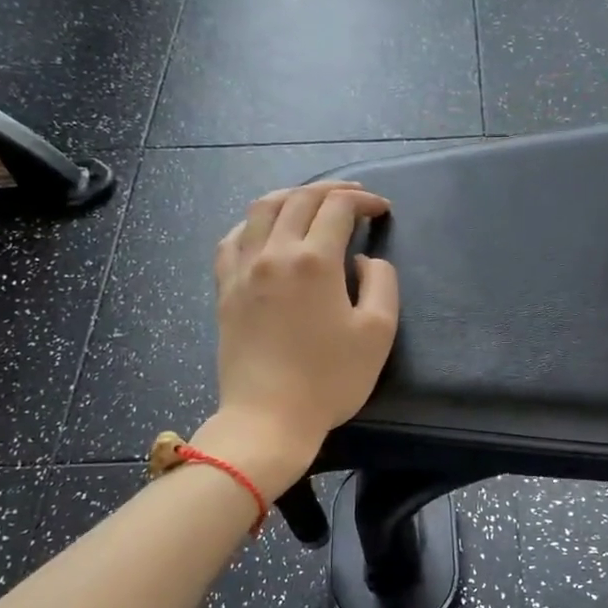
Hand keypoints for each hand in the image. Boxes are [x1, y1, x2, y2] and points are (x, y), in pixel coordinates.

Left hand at [208, 182, 399, 477]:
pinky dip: (253, 223)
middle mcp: (274, 253)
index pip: (338, 207)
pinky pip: (233, 238)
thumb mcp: (378, 332)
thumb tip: (364, 260)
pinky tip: (264, 230)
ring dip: (291, 196)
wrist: (269, 417)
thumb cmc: (330, 379)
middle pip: (299, 199)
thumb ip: (381, 283)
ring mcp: (243, 269)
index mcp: (314, 261)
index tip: (382, 209)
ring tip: (310, 201)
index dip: (363, 201)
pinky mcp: (225, 288)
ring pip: (261, 209)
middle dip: (331, 190)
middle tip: (354, 197)